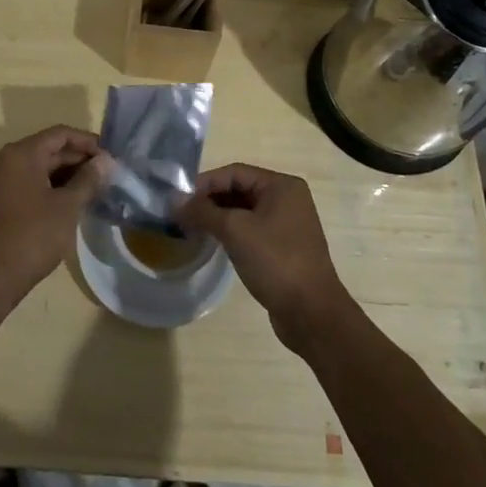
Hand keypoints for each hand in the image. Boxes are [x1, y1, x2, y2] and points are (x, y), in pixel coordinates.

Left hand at [0, 125, 109, 301]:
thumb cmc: (32, 235)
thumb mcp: (67, 206)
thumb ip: (88, 179)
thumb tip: (106, 161)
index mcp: (22, 153)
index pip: (60, 134)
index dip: (88, 142)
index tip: (111, 157)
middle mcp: (10, 160)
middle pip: (51, 149)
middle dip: (80, 160)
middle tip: (109, 174)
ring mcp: (5, 181)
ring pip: (43, 167)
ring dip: (70, 175)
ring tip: (98, 188)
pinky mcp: (5, 201)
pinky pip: (34, 183)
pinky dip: (55, 188)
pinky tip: (76, 201)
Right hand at [178, 164, 356, 351]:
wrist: (311, 313)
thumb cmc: (275, 261)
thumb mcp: (235, 231)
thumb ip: (203, 212)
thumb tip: (174, 201)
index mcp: (282, 186)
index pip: (235, 173)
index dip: (205, 183)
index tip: (178, 198)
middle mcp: (287, 199)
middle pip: (239, 190)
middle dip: (209, 200)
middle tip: (180, 214)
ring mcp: (287, 225)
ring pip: (244, 212)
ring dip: (218, 217)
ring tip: (190, 228)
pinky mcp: (282, 248)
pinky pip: (251, 230)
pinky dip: (231, 232)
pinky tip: (212, 242)